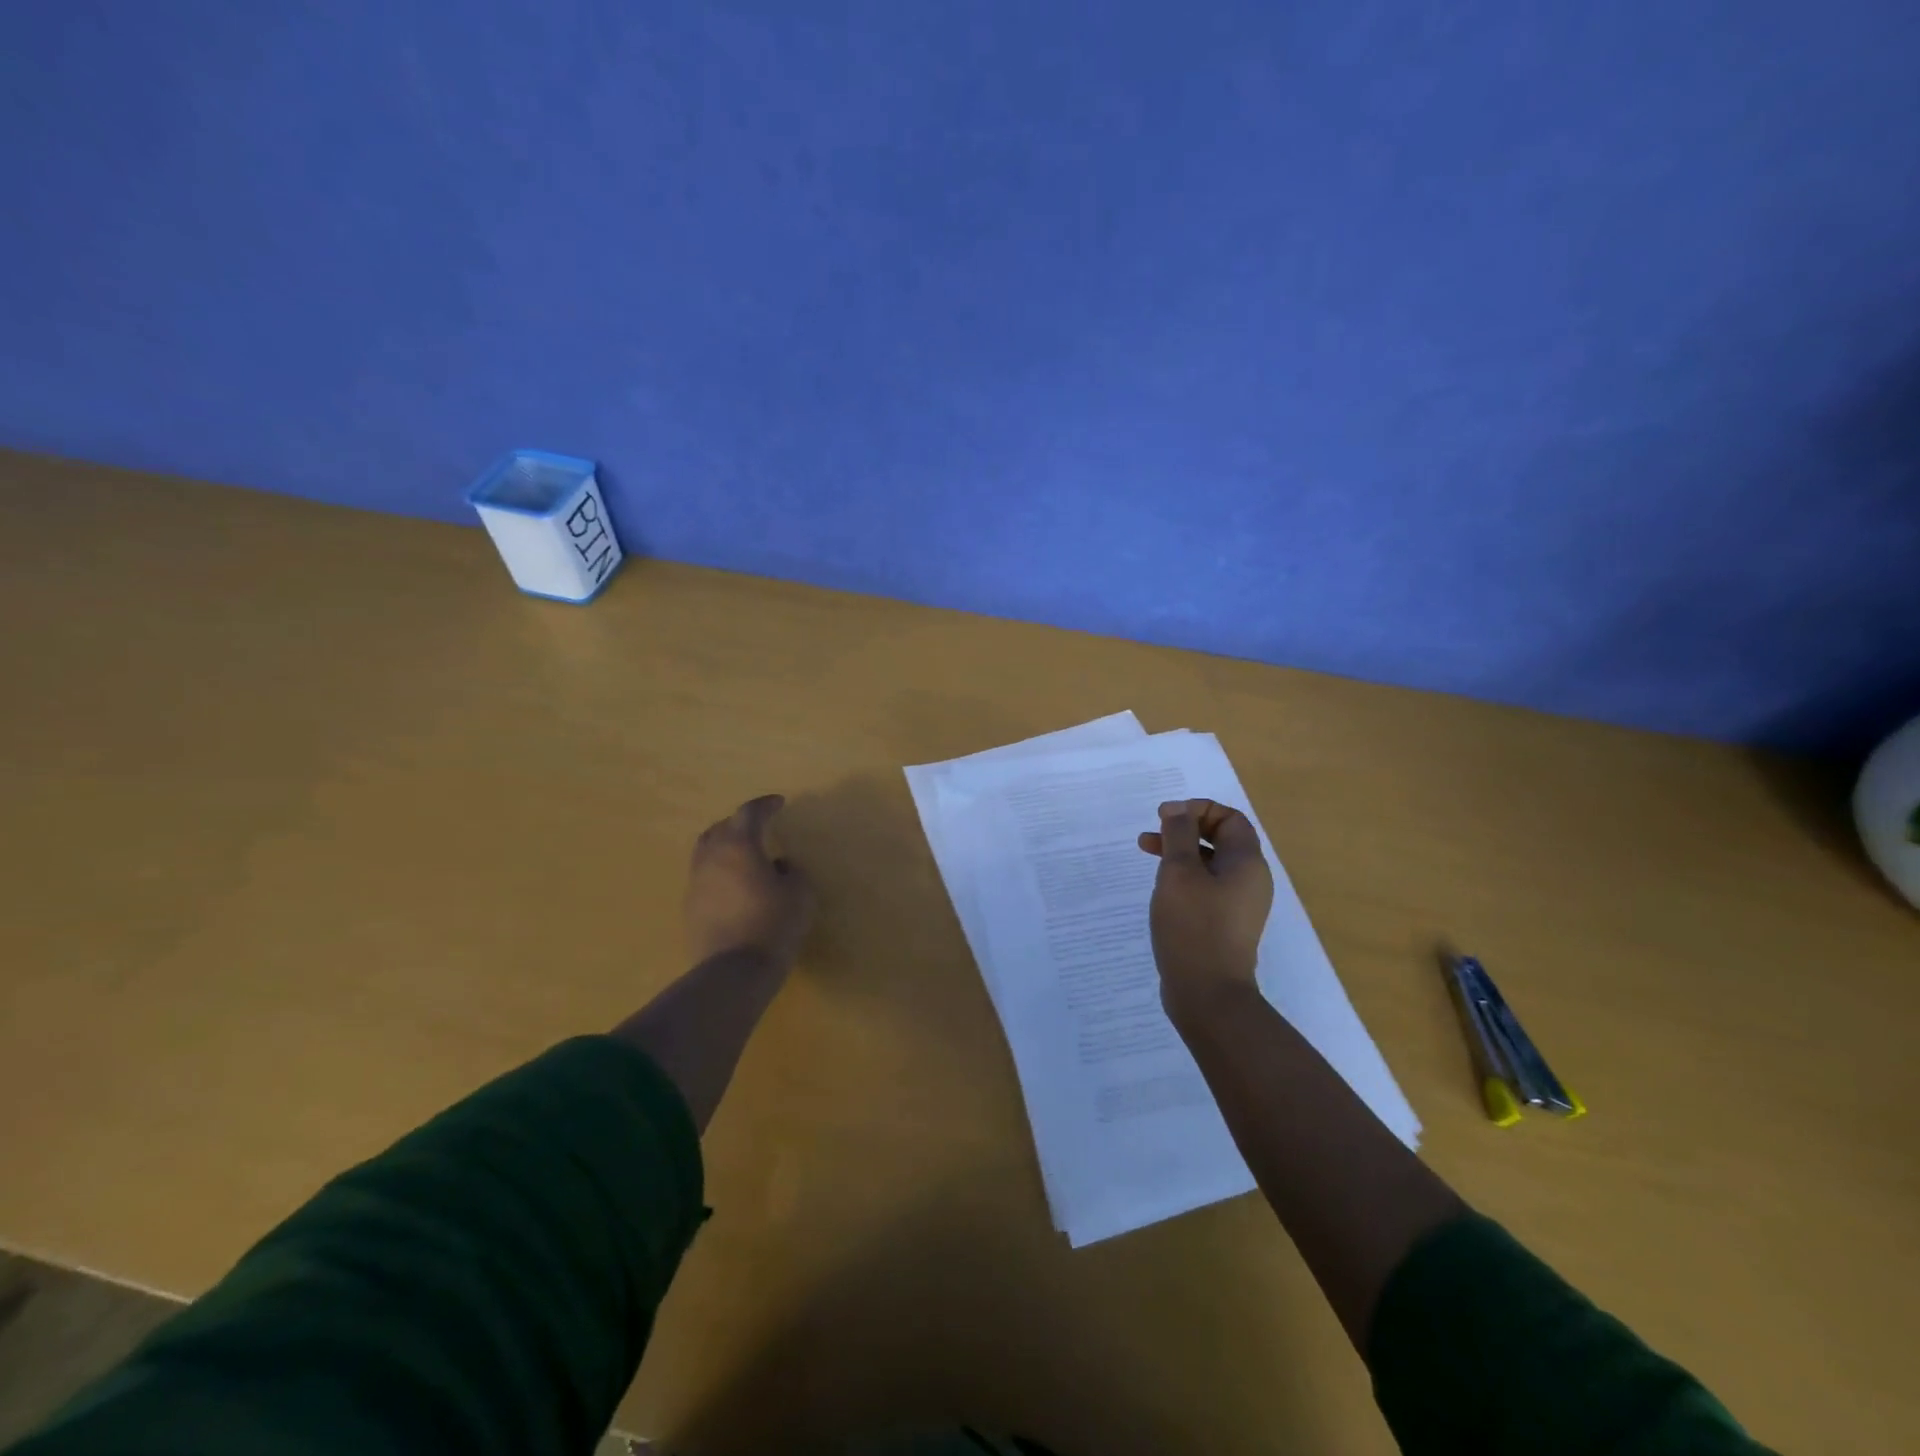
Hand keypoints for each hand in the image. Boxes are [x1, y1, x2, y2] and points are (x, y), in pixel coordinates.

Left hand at [684, 795, 814, 968]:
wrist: (733, 971)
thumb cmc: (773, 924)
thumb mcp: (800, 893)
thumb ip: (792, 871)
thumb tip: (779, 865)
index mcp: (739, 845)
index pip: (750, 813)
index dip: (765, 805)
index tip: (779, 803)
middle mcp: (712, 857)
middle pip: (721, 828)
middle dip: (740, 823)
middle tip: (759, 827)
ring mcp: (696, 883)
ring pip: (707, 852)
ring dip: (726, 846)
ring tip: (745, 856)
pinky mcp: (690, 908)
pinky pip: (705, 877)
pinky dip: (720, 872)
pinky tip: (736, 886)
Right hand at [1138, 799, 1273, 1022]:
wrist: (1207, 994)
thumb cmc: (1193, 926)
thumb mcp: (1179, 872)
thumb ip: (1179, 835)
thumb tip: (1179, 809)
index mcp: (1247, 863)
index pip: (1230, 818)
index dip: (1198, 810)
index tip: (1165, 816)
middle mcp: (1249, 881)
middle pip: (1221, 839)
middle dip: (1185, 830)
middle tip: (1152, 833)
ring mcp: (1239, 906)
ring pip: (1210, 865)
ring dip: (1180, 853)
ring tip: (1147, 855)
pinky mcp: (1224, 925)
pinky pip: (1207, 888)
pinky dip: (1184, 878)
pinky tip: (1162, 889)